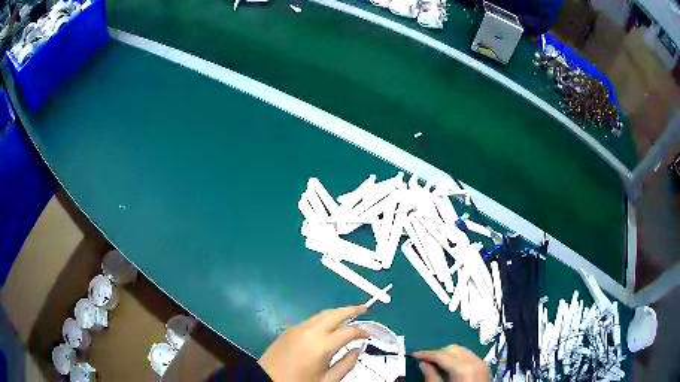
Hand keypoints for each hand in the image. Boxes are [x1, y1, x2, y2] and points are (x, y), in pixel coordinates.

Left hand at [258, 305, 369, 381]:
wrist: (267, 380)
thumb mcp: (327, 380)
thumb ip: (346, 364)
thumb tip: (357, 349)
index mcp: (322, 345)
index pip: (348, 331)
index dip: (362, 331)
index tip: (369, 334)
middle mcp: (310, 331)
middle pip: (334, 314)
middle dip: (351, 309)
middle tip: (364, 308)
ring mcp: (297, 328)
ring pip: (321, 314)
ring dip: (337, 312)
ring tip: (349, 314)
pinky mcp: (288, 330)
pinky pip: (310, 320)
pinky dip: (323, 318)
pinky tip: (328, 325)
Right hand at [413, 345, 489, 381]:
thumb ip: (431, 376)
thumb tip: (423, 363)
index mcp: (463, 367)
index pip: (441, 354)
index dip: (426, 353)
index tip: (414, 355)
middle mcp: (475, 361)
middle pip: (453, 349)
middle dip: (438, 353)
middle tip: (425, 361)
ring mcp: (482, 364)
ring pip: (462, 351)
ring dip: (448, 355)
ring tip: (436, 365)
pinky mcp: (484, 368)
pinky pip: (469, 357)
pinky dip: (458, 360)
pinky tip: (450, 369)